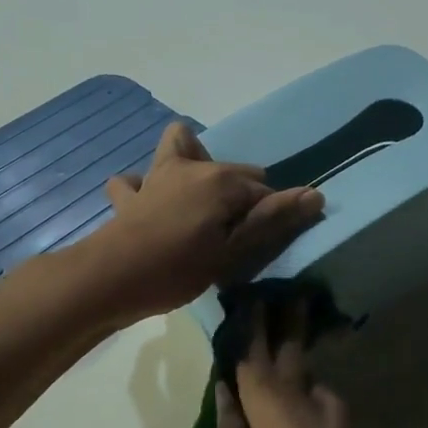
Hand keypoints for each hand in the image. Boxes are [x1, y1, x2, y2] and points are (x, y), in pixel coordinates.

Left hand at [87, 123, 322, 321]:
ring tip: (197, 199)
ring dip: (191, 164)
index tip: (265, 242)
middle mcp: (190, 166)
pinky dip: (144, 187)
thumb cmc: (179, 267)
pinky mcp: (129, 196)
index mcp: (220, 179)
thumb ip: (272, 219)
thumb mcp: (233, 250)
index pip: (262, 189)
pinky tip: (148, 203)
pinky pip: (135, 180)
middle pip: (230, 170)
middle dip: (240, 193)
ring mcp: (155, 177)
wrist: (112, 278)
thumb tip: (316, 193)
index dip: (271, 213)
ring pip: (178, 149)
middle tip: (235, 234)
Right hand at [193, 309, 364, 427]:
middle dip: (289, 343)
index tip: (249, 303)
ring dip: (299, 378)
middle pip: (304, 386)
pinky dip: (304, 411)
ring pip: (324, 406)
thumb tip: (230, 391)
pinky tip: (283, 403)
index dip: (254, 345)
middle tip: (282, 299)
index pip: (269, 387)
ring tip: (276, 348)